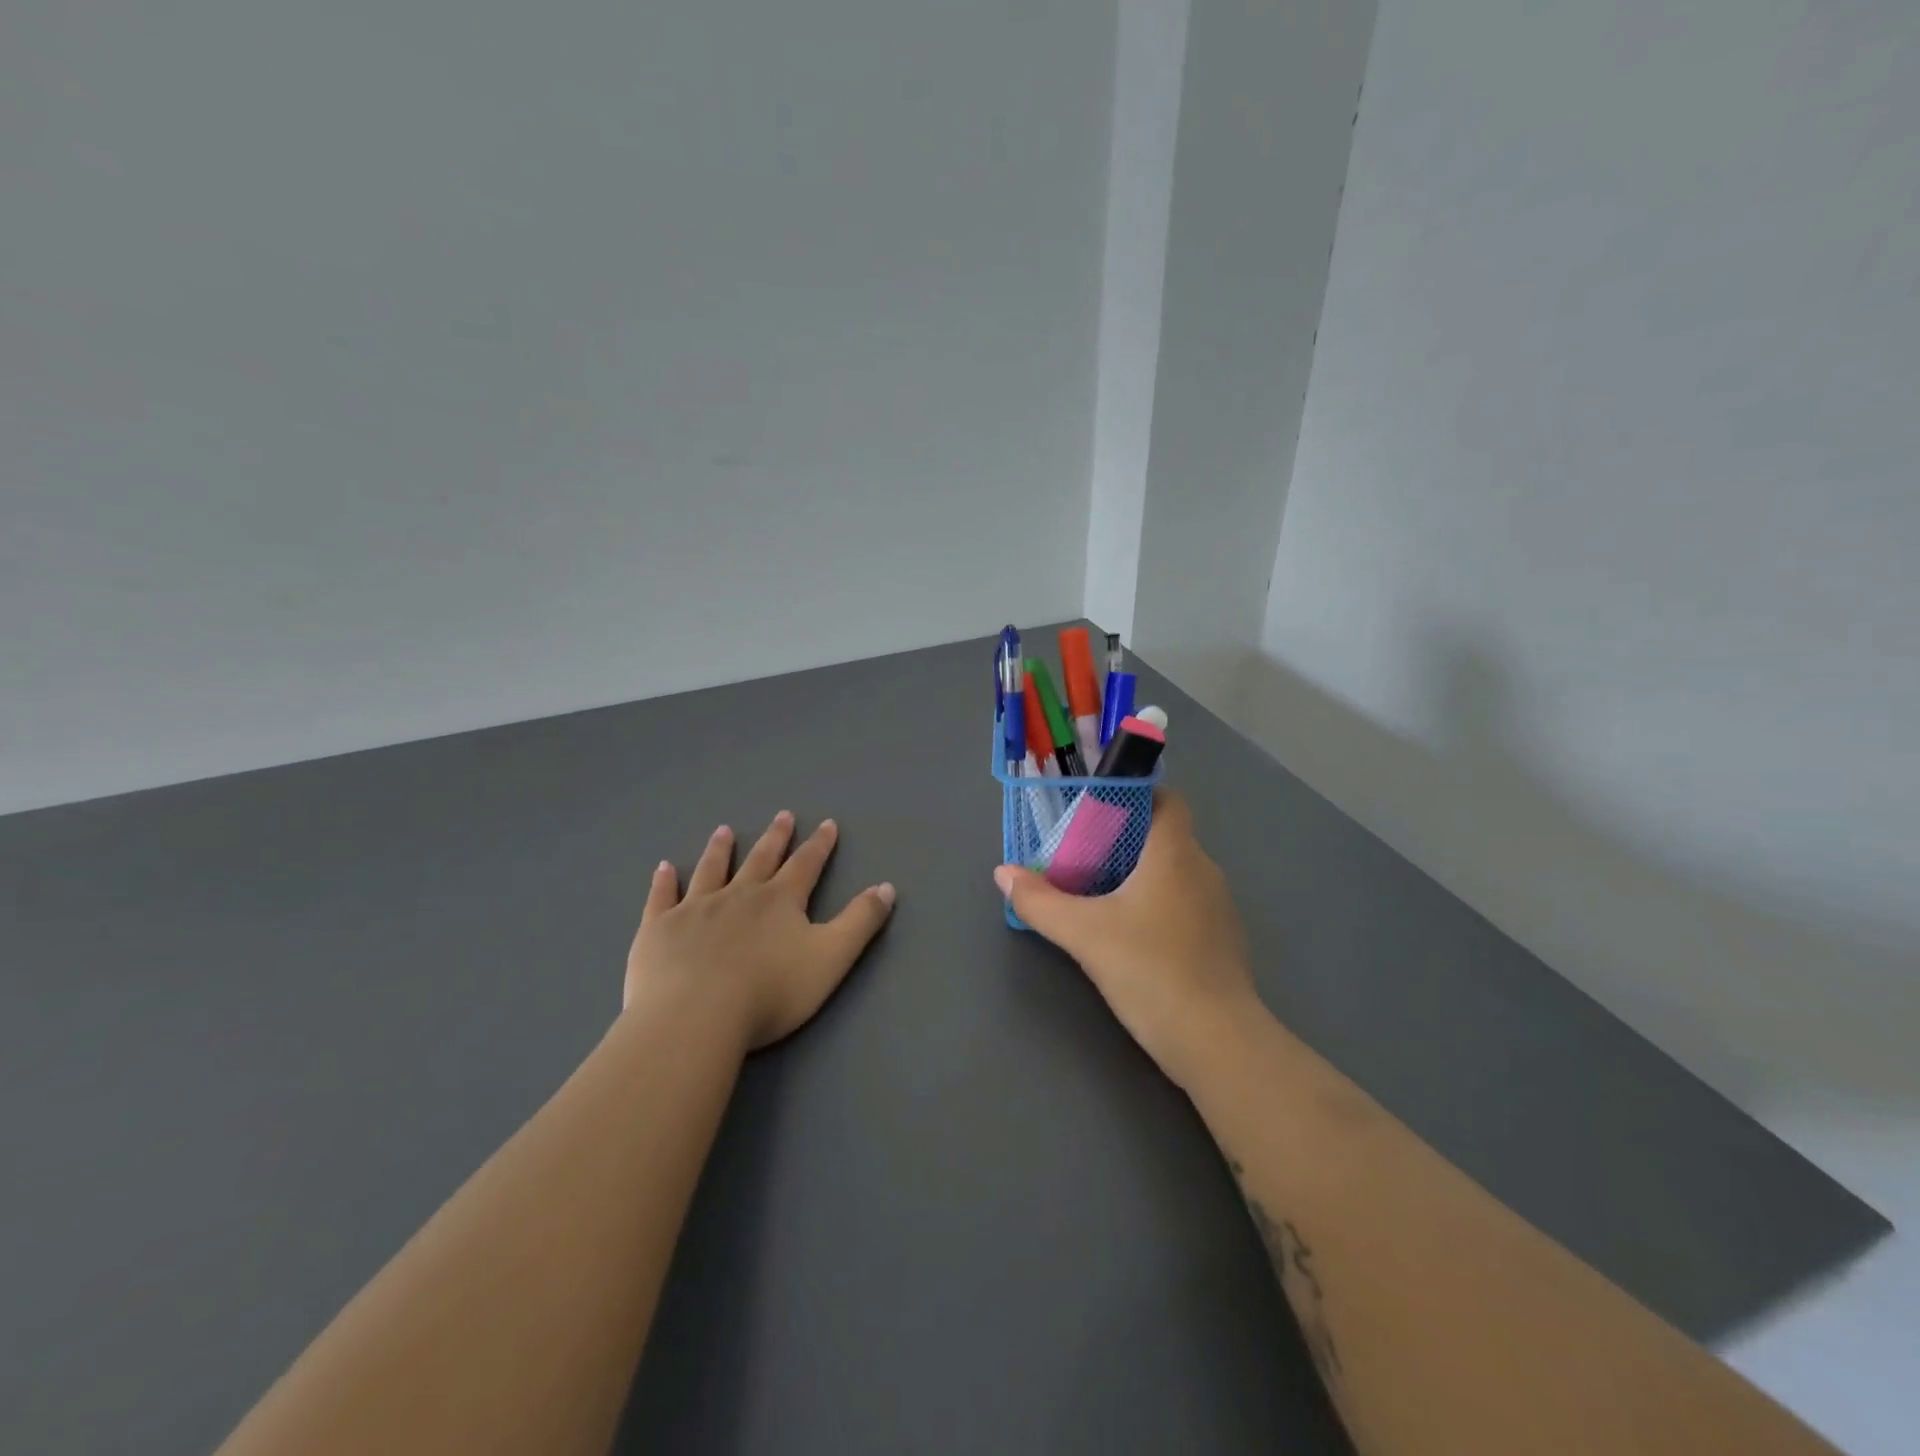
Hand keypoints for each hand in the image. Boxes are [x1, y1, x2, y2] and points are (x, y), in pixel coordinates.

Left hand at [626, 811, 895, 1052]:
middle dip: (775, 837)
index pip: (806, 865)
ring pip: (711, 870)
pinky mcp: (659, 929)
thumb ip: (860, 921)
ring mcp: (695, 909)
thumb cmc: (770, 992)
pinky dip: (664, 882)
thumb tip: (887, 887)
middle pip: (761, 859)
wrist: (695, 1017)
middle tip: (782, 815)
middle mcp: (739, 895)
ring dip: (721, 849)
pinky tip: (664, 868)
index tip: (826, 824)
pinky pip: (662, 898)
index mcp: (781, 901)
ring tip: (725, 830)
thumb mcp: (831, 957)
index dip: (819, 845)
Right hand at [994, 790, 1265, 1088]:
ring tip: (1101, 893)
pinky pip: (1187, 903)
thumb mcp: (1083, 934)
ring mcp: (1219, 907)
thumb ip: (1040, 902)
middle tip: (1083, 855)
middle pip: (1165, 836)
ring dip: (1142, 874)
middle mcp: (1204, 870)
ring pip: (1176, 872)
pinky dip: (1160, 904)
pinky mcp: (1222, 940)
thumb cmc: (1150, 970)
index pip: (1168, 800)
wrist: (1216, 1041)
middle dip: (1125, 839)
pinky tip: (1133, 933)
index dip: (1136, 796)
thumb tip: (1003, 873)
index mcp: (1175, 854)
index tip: (1098, 810)